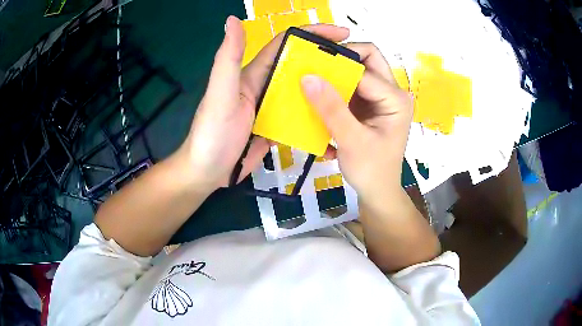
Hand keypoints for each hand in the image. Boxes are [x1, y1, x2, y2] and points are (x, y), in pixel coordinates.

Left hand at [177, 16, 350, 192]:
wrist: (209, 172)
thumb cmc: (212, 133)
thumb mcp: (220, 93)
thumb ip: (228, 57)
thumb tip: (233, 20)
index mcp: (253, 73)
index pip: (286, 44)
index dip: (312, 34)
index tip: (341, 35)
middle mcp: (264, 86)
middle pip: (299, 67)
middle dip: (325, 61)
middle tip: (354, 65)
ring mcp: (271, 108)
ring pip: (302, 92)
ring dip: (324, 89)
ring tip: (351, 92)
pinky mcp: (275, 127)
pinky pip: (299, 117)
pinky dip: (315, 117)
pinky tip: (332, 121)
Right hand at [301, 43, 412, 208]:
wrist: (378, 191)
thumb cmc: (371, 170)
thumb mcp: (351, 140)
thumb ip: (331, 108)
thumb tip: (308, 76)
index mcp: (395, 98)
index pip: (364, 68)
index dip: (337, 63)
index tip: (309, 66)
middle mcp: (392, 92)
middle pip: (367, 59)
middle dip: (341, 59)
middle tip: (315, 68)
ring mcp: (381, 97)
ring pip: (358, 69)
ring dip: (337, 73)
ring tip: (314, 82)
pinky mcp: (370, 104)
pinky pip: (353, 84)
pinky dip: (337, 87)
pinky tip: (323, 99)